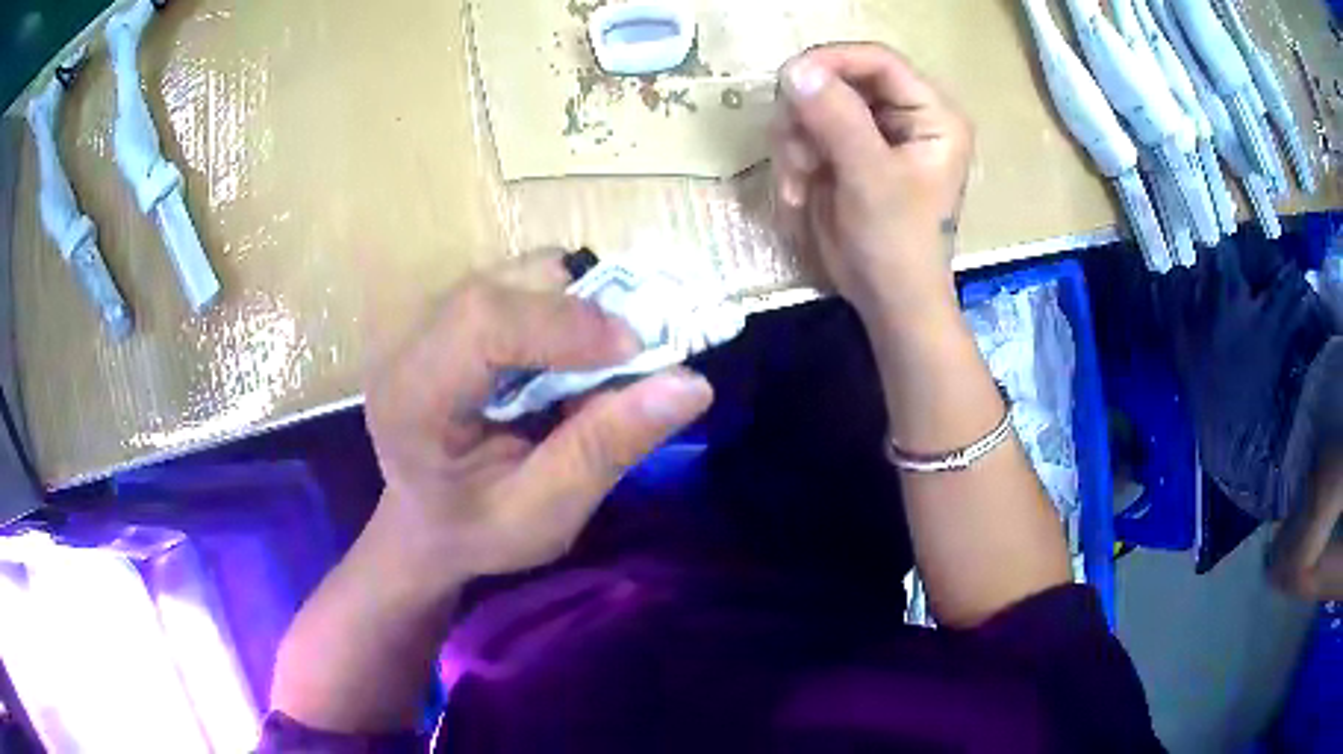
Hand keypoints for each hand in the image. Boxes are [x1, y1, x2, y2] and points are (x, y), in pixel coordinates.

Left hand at [363, 255, 713, 589]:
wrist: (423, 521)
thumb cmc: (474, 532)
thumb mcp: (543, 516)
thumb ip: (605, 449)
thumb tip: (691, 383)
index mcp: (411, 398)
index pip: (480, 321)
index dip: (565, 323)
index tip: (636, 354)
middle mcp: (407, 341)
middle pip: (503, 284)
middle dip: (582, 309)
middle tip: (631, 358)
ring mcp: (423, 319)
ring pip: (517, 274)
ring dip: (576, 308)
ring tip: (596, 366)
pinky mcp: (448, 312)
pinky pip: (520, 284)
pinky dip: (563, 309)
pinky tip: (566, 358)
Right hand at [772, 43, 973, 321]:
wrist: (888, 300)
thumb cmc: (897, 243)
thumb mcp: (871, 178)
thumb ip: (837, 119)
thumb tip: (795, 69)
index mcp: (931, 114)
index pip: (878, 61)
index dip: (833, 61)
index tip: (789, 78)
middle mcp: (903, 115)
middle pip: (840, 79)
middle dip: (807, 112)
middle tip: (794, 148)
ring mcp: (872, 133)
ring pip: (814, 105)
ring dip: (795, 140)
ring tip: (799, 181)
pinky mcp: (847, 152)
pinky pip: (805, 133)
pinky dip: (793, 158)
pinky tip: (798, 191)